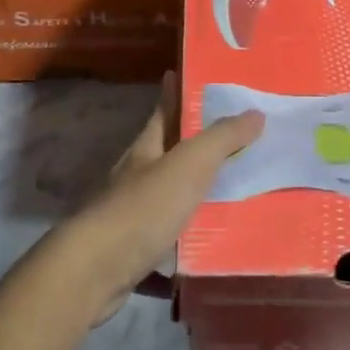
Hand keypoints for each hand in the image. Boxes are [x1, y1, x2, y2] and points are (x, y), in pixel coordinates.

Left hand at [55, 73, 263, 322]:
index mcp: (146, 150)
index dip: (176, 93)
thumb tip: (255, 112)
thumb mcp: (189, 165)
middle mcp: (136, 179)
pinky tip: (214, 254)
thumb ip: (222, 139)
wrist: (95, 272)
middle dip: (199, 149)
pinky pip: (170, 248)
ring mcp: (133, 219)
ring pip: (172, 203)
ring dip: (199, 200)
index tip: (192, 76)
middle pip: (170, 156)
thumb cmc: (142, 208)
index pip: (164, 112)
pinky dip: (189, 250)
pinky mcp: (135, 256)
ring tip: (241, 198)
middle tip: (242, 142)